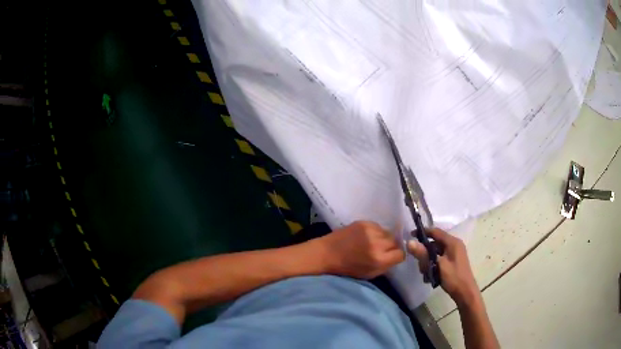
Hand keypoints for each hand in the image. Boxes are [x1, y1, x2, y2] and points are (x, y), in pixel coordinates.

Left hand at [317, 221, 404, 278]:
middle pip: (396, 242)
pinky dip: (375, 232)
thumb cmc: (347, 268)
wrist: (327, 253)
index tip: (392, 257)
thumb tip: (397, 256)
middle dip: (391, 247)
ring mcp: (370, 231)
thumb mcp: (369, 274)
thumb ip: (386, 266)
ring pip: (388, 233)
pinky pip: (378, 226)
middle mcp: (377, 244)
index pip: (401, 254)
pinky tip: (367, 236)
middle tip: (382, 250)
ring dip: (384, 238)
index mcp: (379, 259)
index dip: (397, 256)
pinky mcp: (364, 222)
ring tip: (374, 243)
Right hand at [407, 228, 478, 305]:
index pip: (435, 232)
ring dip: (428, 261)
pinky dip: (432, 265)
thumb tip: (409, 242)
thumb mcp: (437, 265)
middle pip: (434, 243)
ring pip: (435, 253)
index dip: (423, 232)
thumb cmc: (453, 277)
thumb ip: (424, 254)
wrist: (465, 292)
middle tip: (419, 263)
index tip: (410, 235)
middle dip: (425, 253)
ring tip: (425, 273)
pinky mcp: (452, 262)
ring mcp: (453, 254)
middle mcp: (454, 245)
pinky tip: (430, 275)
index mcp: (452, 242)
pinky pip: (438, 259)